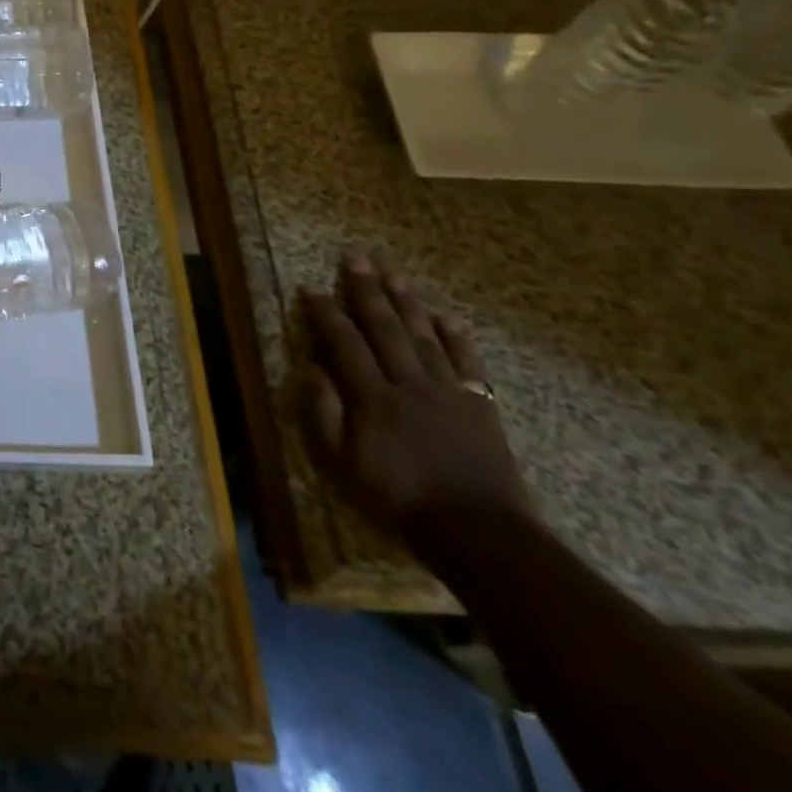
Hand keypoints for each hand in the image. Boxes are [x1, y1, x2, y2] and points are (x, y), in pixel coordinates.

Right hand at [302, 256, 534, 548]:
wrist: (478, 532)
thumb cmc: (399, 498)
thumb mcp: (342, 463)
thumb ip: (324, 413)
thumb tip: (312, 369)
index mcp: (372, 396)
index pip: (344, 342)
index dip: (326, 312)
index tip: (311, 288)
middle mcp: (408, 383)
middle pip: (385, 328)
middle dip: (368, 291)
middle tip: (356, 259)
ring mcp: (448, 392)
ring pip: (424, 336)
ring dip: (408, 303)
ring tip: (395, 274)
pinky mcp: (480, 406)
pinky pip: (467, 363)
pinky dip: (457, 338)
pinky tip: (448, 318)